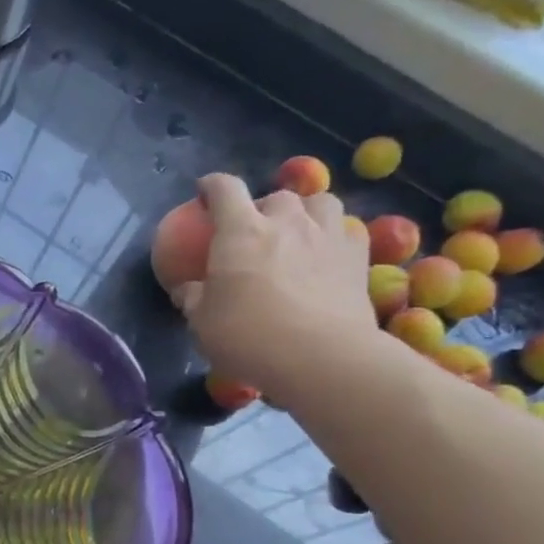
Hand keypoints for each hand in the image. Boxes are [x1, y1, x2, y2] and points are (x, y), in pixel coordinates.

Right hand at [179, 173, 375, 398]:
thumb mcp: (202, 323)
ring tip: (297, 232)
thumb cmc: (248, 336)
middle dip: (262, 207)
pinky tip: (327, 251)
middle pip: (275, 196)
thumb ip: (193, 299)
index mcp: (240, 231)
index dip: (211, 186)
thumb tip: (186, 289)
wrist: (321, 357)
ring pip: (319, 202)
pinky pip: (347, 229)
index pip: (223, 190)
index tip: (204, 192)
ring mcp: (327, 234)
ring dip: (305, 212)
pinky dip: (334, 234)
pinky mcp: (358, 256)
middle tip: (254, 230)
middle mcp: (285, 221)